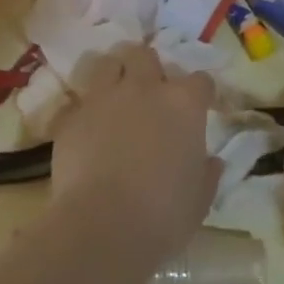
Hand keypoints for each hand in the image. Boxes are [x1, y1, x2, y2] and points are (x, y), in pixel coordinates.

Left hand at [50, 43, 218, 267]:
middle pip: (146, 56)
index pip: (200, 80)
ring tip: (116, 98)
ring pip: (108, 64)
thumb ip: (207, 173)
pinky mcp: (72, 116)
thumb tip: (212, 162)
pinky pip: (80, 101)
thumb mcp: (200, 199)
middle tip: (151, 94)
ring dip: (115, 75)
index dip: (200, 94)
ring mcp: (103, 98)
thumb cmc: (163, 214)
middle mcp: (144, 89)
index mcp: (183, 104)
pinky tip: (88, 129)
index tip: (199, 109)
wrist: (101, 227)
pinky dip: (86, 110)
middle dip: (150, 69)